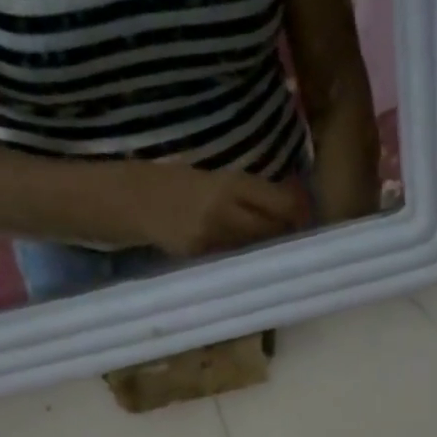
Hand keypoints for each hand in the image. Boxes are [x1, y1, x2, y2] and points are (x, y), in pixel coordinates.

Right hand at [134, 164, 310, 256]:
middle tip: (296, 234)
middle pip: (273, 230)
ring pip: (257, 249)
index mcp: (229, 184)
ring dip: (271, 249)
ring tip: (276, 248)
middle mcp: (224, 212)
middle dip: (287, 232)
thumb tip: (287, 202)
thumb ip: (246, 191)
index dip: (298, 211)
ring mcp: (212, 239)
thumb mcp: (212, 176)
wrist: (131, 200)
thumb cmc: (173, 182)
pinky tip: (251, 259)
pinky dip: (248, 259)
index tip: (305, 214)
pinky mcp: (202, 258)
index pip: (280, 203)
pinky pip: (236, 260)